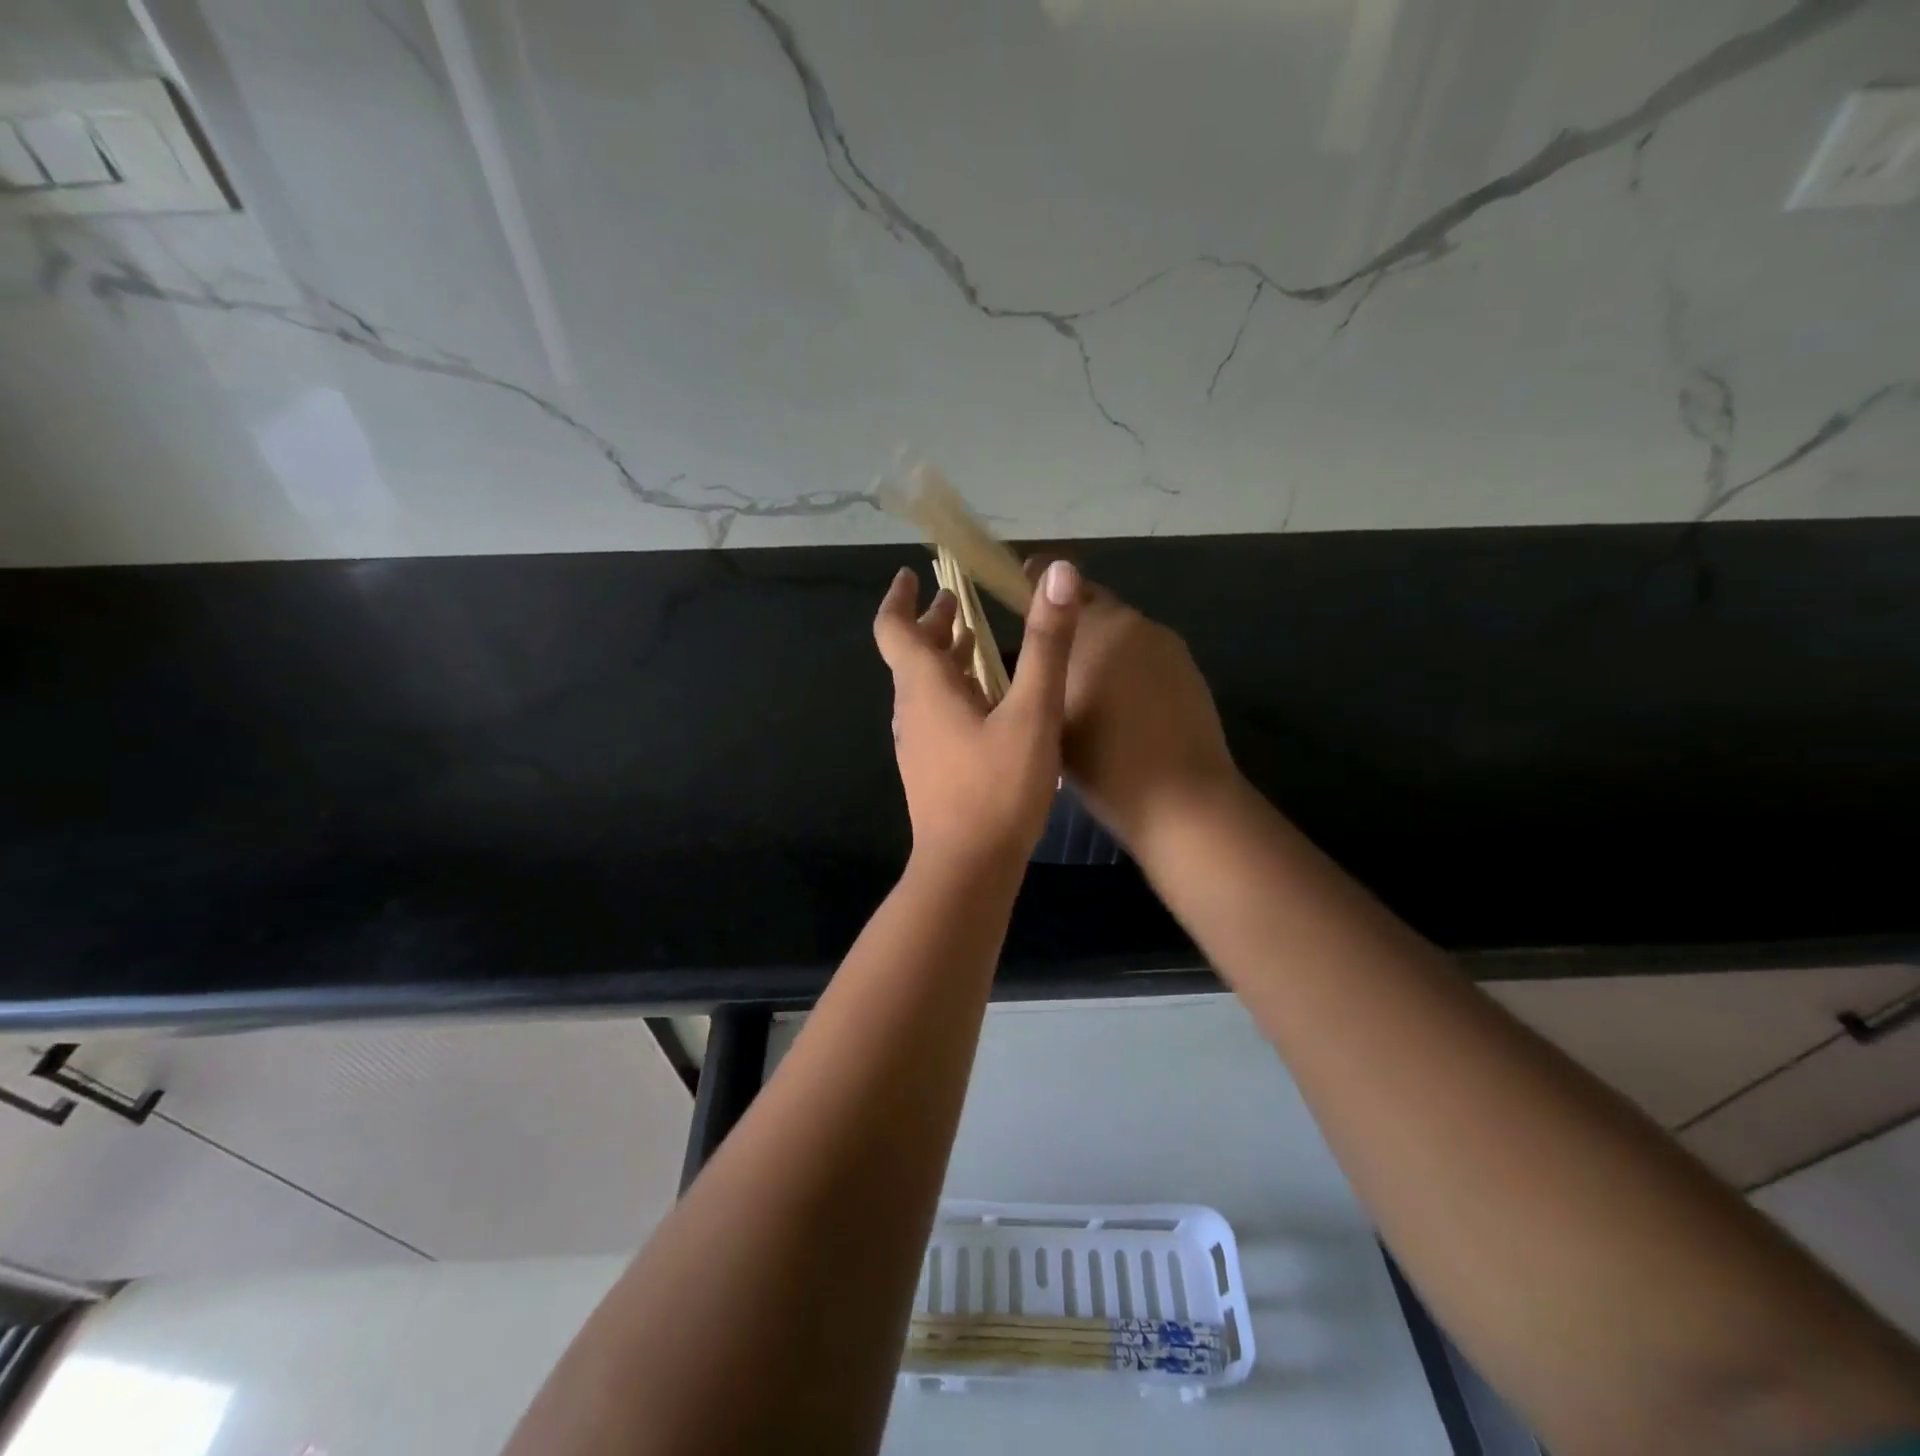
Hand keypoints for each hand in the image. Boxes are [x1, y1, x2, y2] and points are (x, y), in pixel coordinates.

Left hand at [874, 560, 1081, 872]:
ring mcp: (919, 744)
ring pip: (926, 687)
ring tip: (977, 641)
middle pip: (914, 655)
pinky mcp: (932, 769)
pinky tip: (988, 701)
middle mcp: (913, 711)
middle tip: (959, 601)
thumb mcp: (1032, 712)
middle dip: (934, 625)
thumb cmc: (997, 788)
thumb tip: (1058, 573)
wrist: (967, 868)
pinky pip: (937, 714)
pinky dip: (956, 691)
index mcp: (925, 688)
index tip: (913, 575)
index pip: (895, 629)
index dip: (900, 598)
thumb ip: (1047, 643)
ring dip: (947, 658)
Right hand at [1023, 559, 1238, 853]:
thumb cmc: (1103, 762)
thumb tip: (1034, 651)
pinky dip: (1127, 667)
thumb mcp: (1050, 717)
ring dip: (1100, 645)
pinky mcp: (1188, 671)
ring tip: (1083, 684)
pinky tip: (1120, 705)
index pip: (1061, 584)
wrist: (1181, 800)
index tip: (1019, 586)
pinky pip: (1146, 655)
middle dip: (1069, 619)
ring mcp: (1167, 646)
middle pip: (1094, 605)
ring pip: (1122, 632)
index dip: (1036, 581)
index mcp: (1096, 628)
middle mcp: (1134, 624)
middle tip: (1048, 652)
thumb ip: (1039, 672)